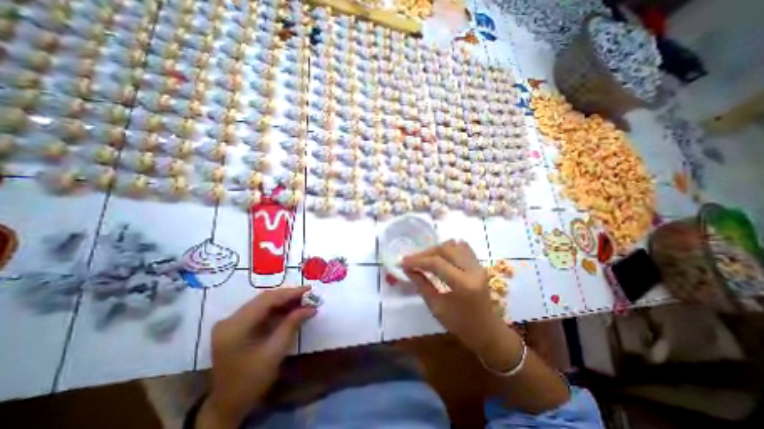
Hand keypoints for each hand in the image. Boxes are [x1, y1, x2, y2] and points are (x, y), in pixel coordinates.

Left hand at [200, 285, 316, 428]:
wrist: (228, 405)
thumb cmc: (252, 381)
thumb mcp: (275, 352)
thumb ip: (292, 324)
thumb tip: (310, 308)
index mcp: (235, 327)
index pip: (266, 300)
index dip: (290, 293)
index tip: (309, 289)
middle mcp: (229, 320)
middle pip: (263, 299)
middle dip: (287, 295)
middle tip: (307, 294)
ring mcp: (230, 322)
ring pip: (261, 302)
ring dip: (282, 300)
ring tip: (301, 299)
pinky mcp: (234, 326)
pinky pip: (258, 310)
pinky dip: (275, 308)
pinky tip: (288, 308)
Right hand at [401, 241, 506, 355]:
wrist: (487, 331)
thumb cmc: (460, 325)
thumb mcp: (436, 307)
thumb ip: (422, 285)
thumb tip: (407, 269)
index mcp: (463, 285)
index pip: (437, 263)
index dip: (417, 261)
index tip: (403, 262)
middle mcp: (473, 270)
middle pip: (445, 249)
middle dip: (425, 253)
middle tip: (411, 260)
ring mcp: (478, 266)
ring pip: (454, 245)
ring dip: (436, 249)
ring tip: (424, 258)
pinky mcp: (479, 265)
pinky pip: (462, 248)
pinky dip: (448, 248)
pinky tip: (439, 256)